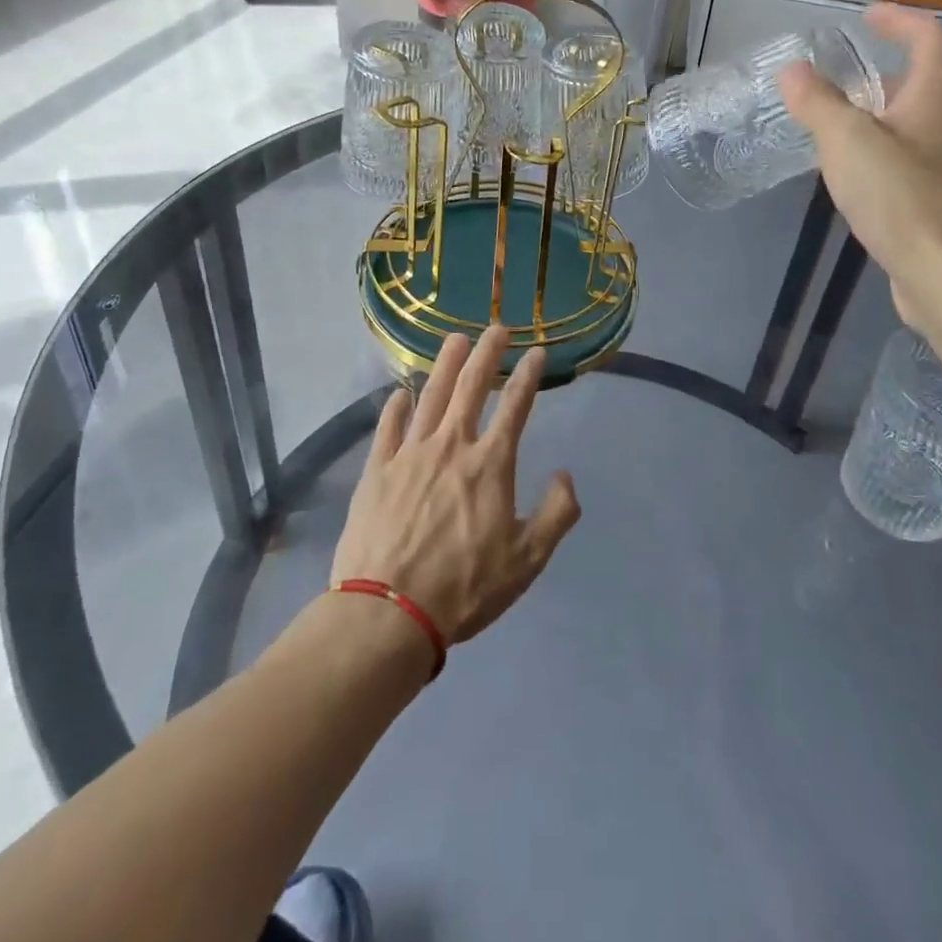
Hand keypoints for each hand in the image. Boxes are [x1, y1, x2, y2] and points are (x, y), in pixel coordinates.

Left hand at [332, 326, 580, 644]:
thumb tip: (565, 475)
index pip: (515, 406)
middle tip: (496, 328)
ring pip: (430, 396)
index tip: (536, 352)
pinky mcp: (376, 470)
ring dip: (444, 365)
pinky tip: (400, 393)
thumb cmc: (464, 588)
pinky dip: (396, 407)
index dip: (527, 375)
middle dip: (487, 353)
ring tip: (455, 339)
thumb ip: (556, 514)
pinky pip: (388, 428)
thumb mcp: (527, 561)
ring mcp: (409, 454)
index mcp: (490, 464)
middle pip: (471, 387)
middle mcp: (451, 446)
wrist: (388, 613)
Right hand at [778, 3, 941, 326]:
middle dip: (888, 70)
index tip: (866, 16)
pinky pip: (919, 157)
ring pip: (924, 121)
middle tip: (845, 75)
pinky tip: (862, 174)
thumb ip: (817, 102)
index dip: (897, 19)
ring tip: (845, 123)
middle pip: (929, 78)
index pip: (928, 34)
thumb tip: (793, 70)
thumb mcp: (847, 141)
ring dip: (888, 113)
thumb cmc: (905, 196)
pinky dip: (891, 150)